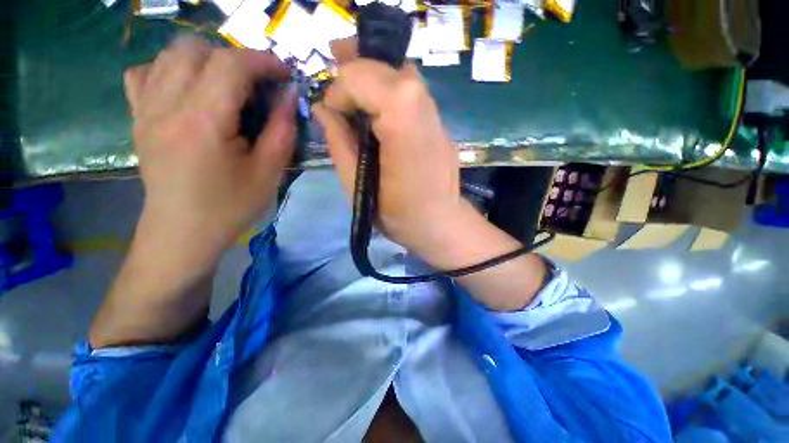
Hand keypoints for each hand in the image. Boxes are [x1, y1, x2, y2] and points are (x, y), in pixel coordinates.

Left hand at [123, 37, 296, 269]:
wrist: (183, 232)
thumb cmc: (230, 206)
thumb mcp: (269, 172)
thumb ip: (282, 130)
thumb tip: (288, 96)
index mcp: (203, 121)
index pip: (232, 65)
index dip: (263, 61)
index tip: (285, 73)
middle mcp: (167, 105)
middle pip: (198, 49)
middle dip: (236, 59)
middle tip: (257, 84)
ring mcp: (145, 109)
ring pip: (170, 54)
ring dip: (206, 59)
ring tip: (227, 85)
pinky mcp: (138, 118)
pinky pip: (145, 73)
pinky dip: (170, 69)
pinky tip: (188, 89)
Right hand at [312, 60, 465, 255]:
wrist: (440, 224)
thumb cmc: (397, 213)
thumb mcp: (357, 184)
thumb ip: (338, 141)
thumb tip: (322, 109)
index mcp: (401, 117)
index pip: (360, 75)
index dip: (339, 91)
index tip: (334, 117)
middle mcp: (422, 102)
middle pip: (382, 65)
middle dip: (354, 75)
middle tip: (338, 98)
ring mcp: (436, 111)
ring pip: (399, 74)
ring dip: (372, 82)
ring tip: (355, 103)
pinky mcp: (440, 123)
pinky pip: (411, 95)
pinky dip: (390, 96)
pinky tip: (380, 118)